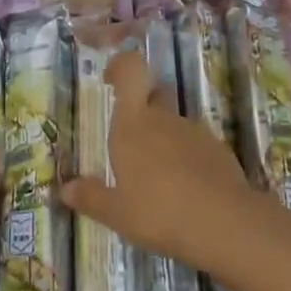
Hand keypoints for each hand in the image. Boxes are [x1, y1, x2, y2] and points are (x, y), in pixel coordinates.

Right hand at [60, 49, 263, 269]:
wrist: (225, 224)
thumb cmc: (159, 213)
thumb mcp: (117, 213)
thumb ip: (90, 198)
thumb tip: (65, 189)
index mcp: (133, 124)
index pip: (131, 70)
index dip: (121, 66)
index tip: (111, 79)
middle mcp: (164, 119)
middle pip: (153, 95)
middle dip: (142, 110)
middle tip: (131, 144)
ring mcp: (195, 131)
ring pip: (174, 123)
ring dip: (165, 139)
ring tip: (159, 179)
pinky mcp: (219, 149)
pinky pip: (195, 144)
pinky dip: (187, 158)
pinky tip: (186, 190)